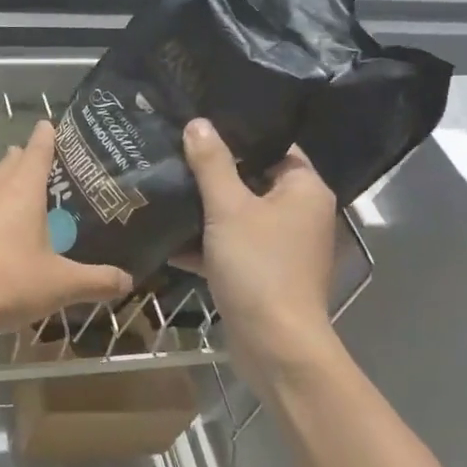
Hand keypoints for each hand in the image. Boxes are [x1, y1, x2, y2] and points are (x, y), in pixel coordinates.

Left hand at [0, 121, 132, 344]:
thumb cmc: (3, 283)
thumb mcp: (59, 285)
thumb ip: (96, 281)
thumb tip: (127, 279)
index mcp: (21, 190)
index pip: (38, 149)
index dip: (49, 136)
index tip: (55, 125)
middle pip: (13, 163)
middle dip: (31, 158)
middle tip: (56, 166)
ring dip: (11, 183)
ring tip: (32, 194)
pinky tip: (5, 231)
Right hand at [181, 118, 339, 369]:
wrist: (273, 343)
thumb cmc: (258, 266)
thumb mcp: (228, 208)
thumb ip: (212, 164)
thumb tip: (198, 123)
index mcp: (304, 190)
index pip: (274, 147)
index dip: (239, 134)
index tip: (200, 125)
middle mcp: (299, 214)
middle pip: (252, 180)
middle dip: (212, 173)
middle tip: (172, 153)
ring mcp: (281, 246)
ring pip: (237, 215)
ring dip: (203, 209)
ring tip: (162, 187)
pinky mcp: (261, 273)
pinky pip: (230, 246)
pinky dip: (203, 243)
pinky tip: (164, 235)